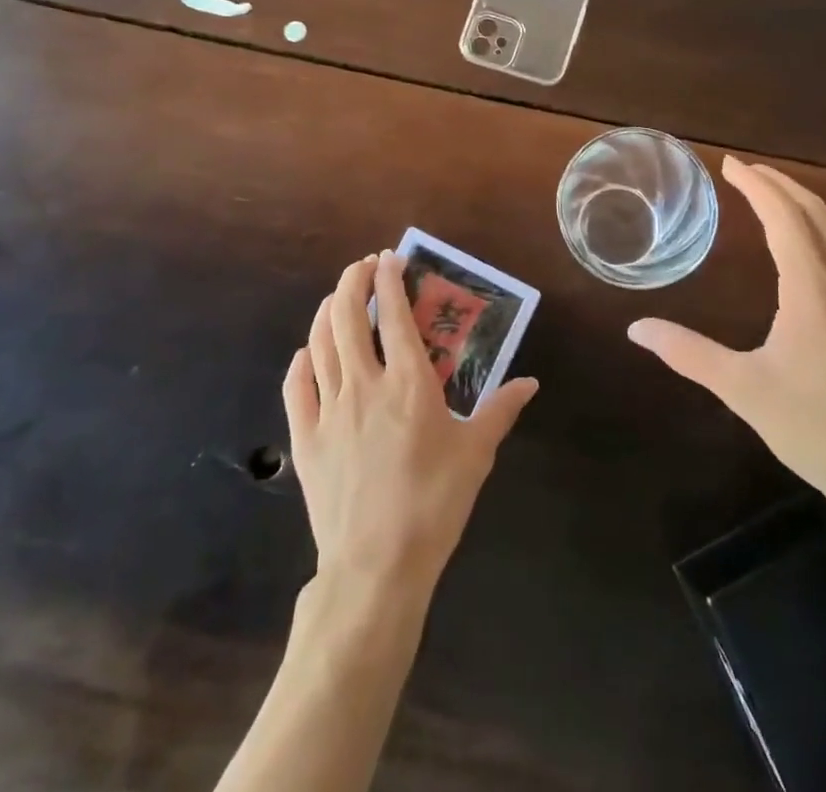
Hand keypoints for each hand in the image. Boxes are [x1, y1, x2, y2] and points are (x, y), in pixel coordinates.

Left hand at [284, 251, 538, 601]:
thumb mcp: (476, 454)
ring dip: (327, 311)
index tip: (389, 258)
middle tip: (363, 267)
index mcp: (407, 383)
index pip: (393, 314)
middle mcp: (364, 384)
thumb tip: (529, 382)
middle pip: (347, 316)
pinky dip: (301, 361)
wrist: (376, 567)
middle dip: (353, 281)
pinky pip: (296, 387)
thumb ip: (500, 410)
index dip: (389, 279)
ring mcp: (329, 410)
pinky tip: (307, 353)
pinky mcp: (305, 439)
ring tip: (337, 298)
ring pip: (319, 343)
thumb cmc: (433, 504)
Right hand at [627, 157, 825, 525]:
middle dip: (781, 184)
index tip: (730, 164)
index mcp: (814, 294)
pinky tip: (807, 243)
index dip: (758, 186)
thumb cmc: (814, 430)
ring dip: (805, 203)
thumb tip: (636, 328)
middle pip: (818, 215)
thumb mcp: (742, 390)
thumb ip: (688, 353)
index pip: (786, 219)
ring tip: (773, 192)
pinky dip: (822, 227)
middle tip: (746, 170)